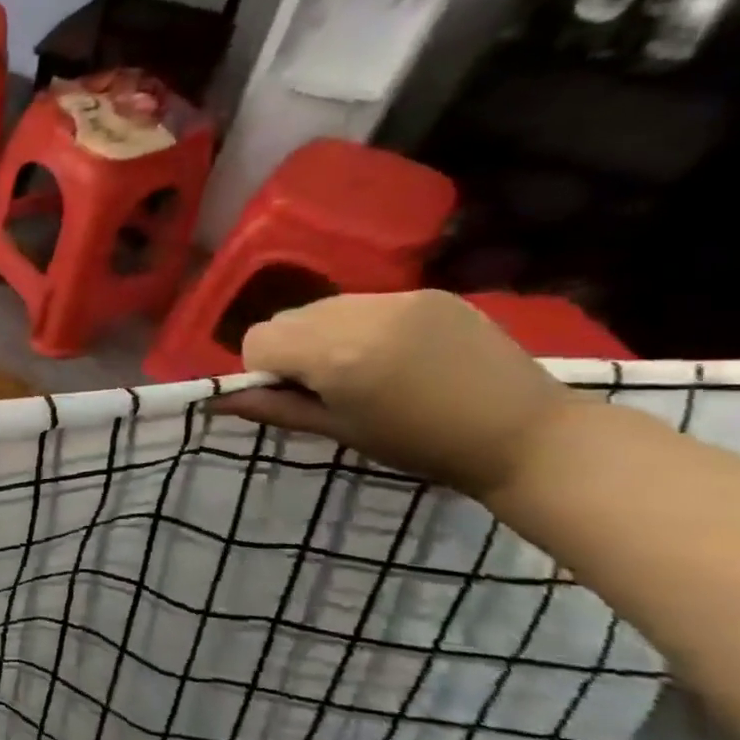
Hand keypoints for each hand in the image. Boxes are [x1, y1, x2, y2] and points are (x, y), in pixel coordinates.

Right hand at [214, 291, 581, 497]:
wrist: (525, 435)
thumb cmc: (420, 445)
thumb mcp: (337, 431)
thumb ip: (272, 408)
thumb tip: (215, 400)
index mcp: (334, 354)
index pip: (258, 340)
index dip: (264, 370)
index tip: (296, 395)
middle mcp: (360, 314)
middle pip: (286, 319)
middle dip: (291, 349)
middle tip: (328, 384)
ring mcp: (398, 299)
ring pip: (323, 307)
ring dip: (324, 334)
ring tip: (363, 367)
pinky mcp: (428, 293)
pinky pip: (365, 302)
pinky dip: (361, 325)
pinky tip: (395, 353)